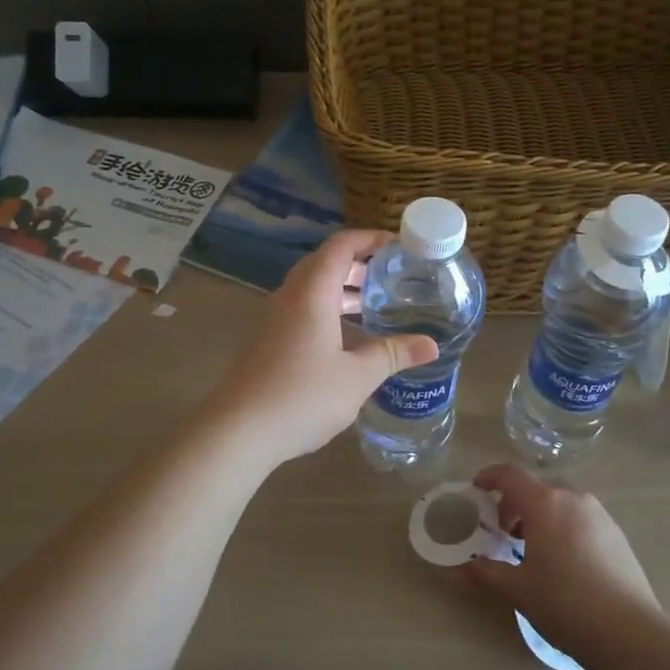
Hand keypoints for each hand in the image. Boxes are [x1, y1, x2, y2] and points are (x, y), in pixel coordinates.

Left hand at [207, 229, 439, 464]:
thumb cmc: (302, 396)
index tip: (398, 246)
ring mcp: (274, 320)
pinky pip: (302, 310)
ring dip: (342, 289)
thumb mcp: (357, 377)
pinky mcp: (267, 342)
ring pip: (311, 289)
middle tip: (391, 276)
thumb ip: (393, 354)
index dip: (370, 239)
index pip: (341, 246)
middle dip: (359, 264)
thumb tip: (431, 345)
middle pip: (324, 264)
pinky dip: (328, 310)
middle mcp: (290, 297)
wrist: (238, 431)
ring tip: (375, 303)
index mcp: (312, 294)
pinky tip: (346, 338)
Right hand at [464, 464, 662, 665]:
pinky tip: (564, 562)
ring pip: (561, 503)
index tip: (476, 491)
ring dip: (541, 516)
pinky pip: (581, 518)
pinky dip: (564, 527)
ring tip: (534, 550)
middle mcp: (573, 498)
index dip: (489, 477)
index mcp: (544, 503)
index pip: (510, 474)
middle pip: (536, 488)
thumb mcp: (518, 589)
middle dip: (515, 504)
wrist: (628, 631)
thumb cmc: (563, 602)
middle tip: (504, 533)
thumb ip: (487, 571)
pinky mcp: (617, 533)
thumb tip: (465, 566)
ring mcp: (599, 514)